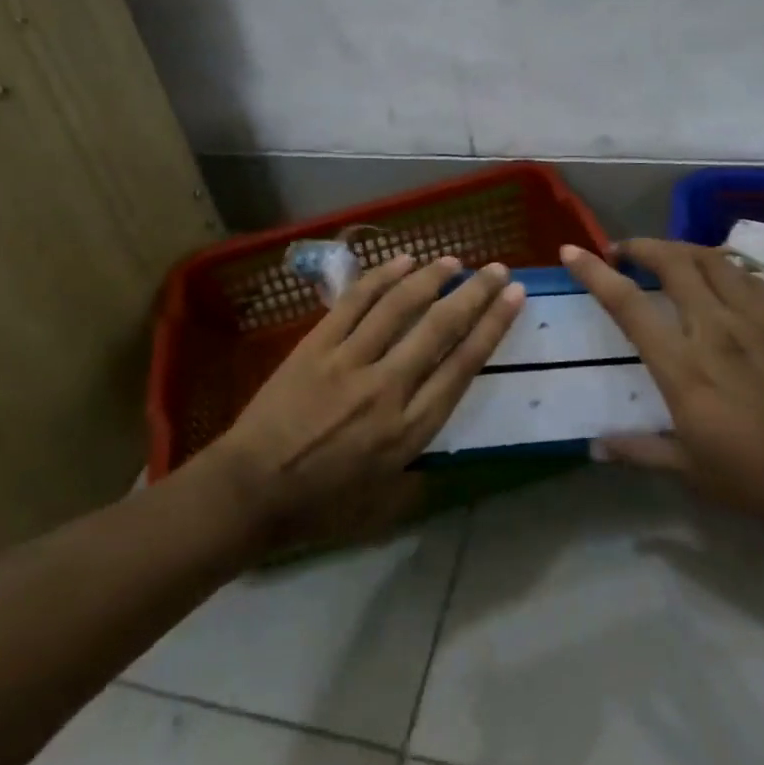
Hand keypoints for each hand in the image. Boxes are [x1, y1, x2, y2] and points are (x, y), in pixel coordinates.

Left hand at [207, 253, 525, 549]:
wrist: (249, 491)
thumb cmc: (320, 505)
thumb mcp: (384, 504)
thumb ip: (421, 476)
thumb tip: (446, 460)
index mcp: (409, 429)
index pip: (463, 365)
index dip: (493, 326)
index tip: (514, 297)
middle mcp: (388, 387)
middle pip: (440, 327)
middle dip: (475, 293)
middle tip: (497, 269)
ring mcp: (350, 361)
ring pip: (399, 306)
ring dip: (431, 277)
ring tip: (453, 259)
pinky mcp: (317, 346)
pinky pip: (354, 302)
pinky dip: (380, 278)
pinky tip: (402, 262)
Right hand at [562, 239, 763, 539]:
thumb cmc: (757, 477)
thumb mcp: (690, 470)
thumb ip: (639, 450)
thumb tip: (595, 446)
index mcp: (683, 367)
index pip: (629, 304)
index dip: (595, 273)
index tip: (572, 251)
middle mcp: (714, 329)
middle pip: (672, 262)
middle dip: (639, 246)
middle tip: (621, 253)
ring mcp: (752, 319)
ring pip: (710, 258)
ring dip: (679, 249)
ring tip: (664, 257)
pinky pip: (746, 275)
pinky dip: (720, 265)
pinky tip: (716, 277)